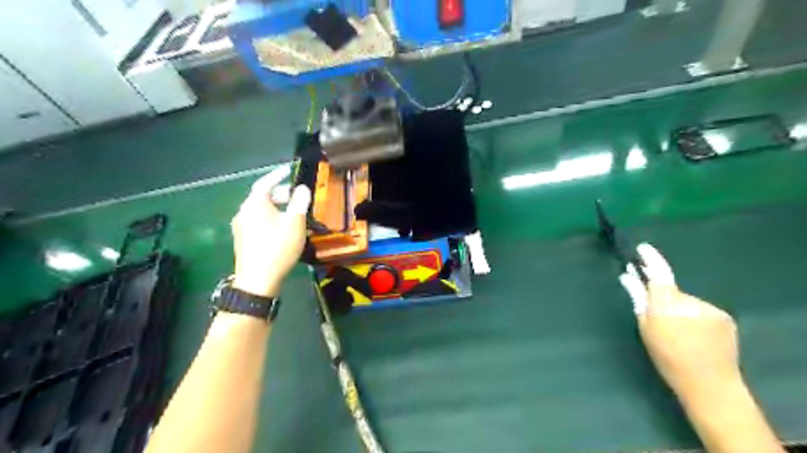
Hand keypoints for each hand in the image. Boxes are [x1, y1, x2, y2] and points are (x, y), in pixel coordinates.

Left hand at [234, 164, 311, 295]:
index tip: (288, 169)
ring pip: (260, 210)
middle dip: (280, 194)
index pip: (266, 183)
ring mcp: (241, 226)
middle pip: (262, 196)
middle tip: (296, 197)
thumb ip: (299, 202)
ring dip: (276, 207)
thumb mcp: (295, 223)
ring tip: (292, 214)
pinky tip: (281, 229)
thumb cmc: (278, 247)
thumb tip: (302, 188)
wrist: (257, 280)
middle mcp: (243, 212)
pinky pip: (257, 221)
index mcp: (255, 204)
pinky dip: (270, 218)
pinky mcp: (242, 239)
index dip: (277, 175)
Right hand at [620, 245, 739, 399]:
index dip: (650, 258)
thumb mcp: (646, 327)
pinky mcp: (723, 317)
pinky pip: (700, 308)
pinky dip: (693, 315)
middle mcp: (689, 301)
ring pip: (685, 300)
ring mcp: (710, 308)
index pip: (659, 274)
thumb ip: (638, 298)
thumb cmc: (667, 357)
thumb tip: (628, 276)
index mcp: (666, 304)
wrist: (709, 384)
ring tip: (676, 330)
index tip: (642, 247)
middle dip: (660, 294)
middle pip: (670, 290)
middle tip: (653, 311)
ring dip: (677, 307)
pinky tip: (693, 333)